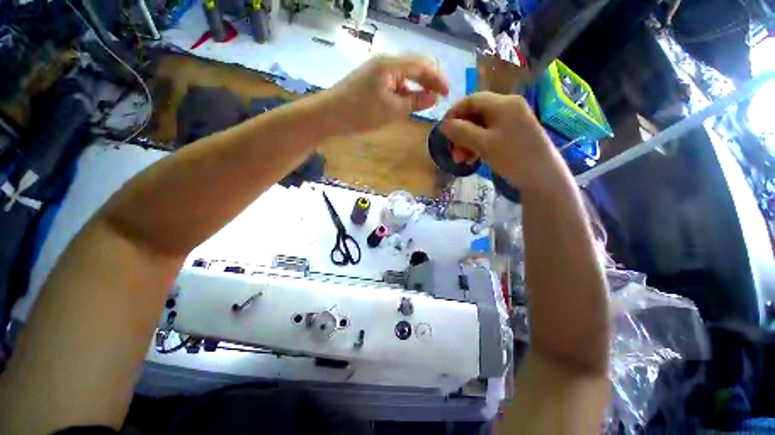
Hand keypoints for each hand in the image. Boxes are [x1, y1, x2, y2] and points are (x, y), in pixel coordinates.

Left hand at [325, 55, 449, 133]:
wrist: (330, 115)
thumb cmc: (361, 113)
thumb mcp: (392, 110)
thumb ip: (415, 102)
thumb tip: (433, 98)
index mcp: (391, 64)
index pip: (422, 65)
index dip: (437, 78)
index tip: (447, 93)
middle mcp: (385, 62)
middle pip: (414, 66)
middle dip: (429, 81)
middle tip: (438, 97)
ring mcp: (377, 71)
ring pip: (404, 75)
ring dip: (417, 86)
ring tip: (426, 101)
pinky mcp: (371, 81)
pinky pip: (394, 82)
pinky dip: (404, 91)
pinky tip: (408, 102)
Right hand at [440, 92, 565, 189]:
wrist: (542, 177)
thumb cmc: (513, 157)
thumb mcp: (483, 144)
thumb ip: (461, 132)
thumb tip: (443, 125)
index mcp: (503, 103)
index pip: (471, 100)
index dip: (454, 113)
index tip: (443, 131)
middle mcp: (508, 107)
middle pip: (475, 115)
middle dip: (461, 134)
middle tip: (454, 154)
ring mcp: (512, 121)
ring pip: (480, 127)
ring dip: (467, 143)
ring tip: (462, 161)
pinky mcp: (513, 134)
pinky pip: (489, 135)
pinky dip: (478, 146)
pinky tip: (473, 159)